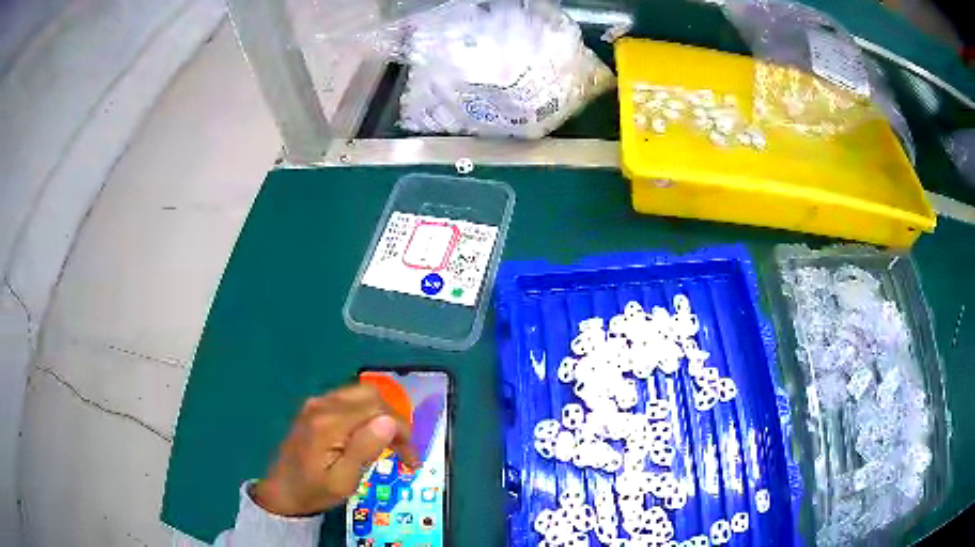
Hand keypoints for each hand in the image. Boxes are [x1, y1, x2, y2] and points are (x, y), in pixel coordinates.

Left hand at [251, 384, 418, 515]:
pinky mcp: (315, 407)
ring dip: (383, 415)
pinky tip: (371, 435)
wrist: (280, 491)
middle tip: (404, 449)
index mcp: (329, 423)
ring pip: (362, 394)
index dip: (403, 431)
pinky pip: (350, 400)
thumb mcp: (343, 481)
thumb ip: (365, 449)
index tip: (412, 460)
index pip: (378, 411)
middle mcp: (323, 405)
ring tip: (392, 443)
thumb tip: (389, 422)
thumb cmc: (313, 491)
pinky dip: (368, 413)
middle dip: (395, 420)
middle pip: (372, 395)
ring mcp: (317, 403)